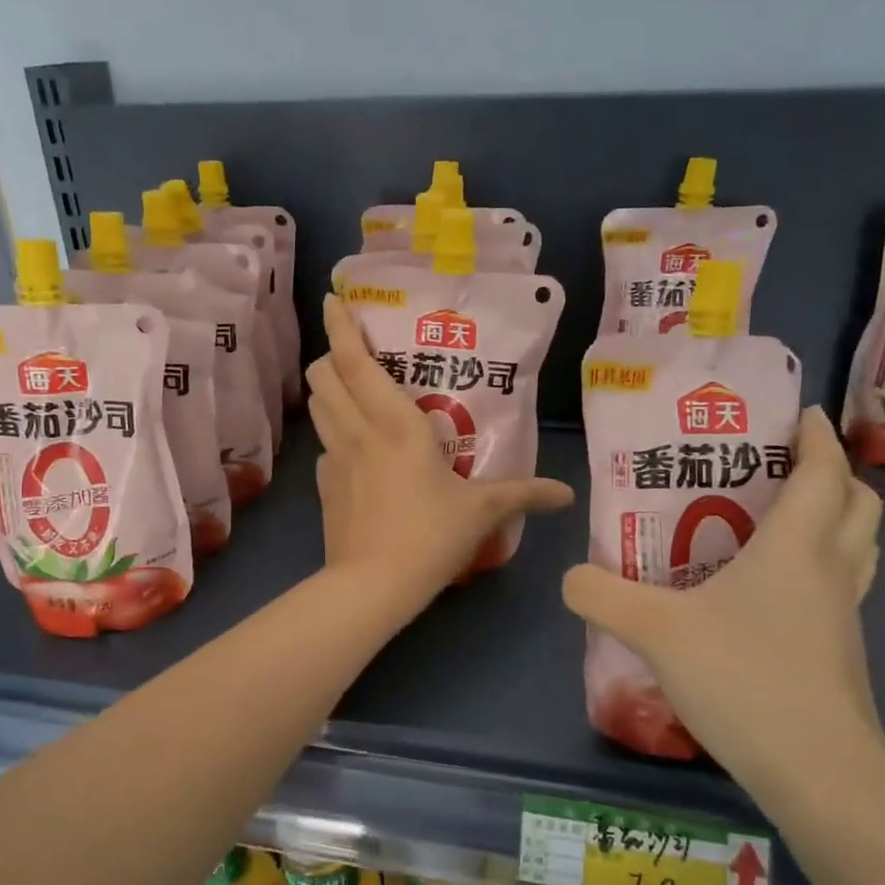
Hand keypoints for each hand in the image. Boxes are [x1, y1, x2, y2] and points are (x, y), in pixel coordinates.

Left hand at [306, 295, 573, 616]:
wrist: (372, 586)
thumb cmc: (429, 536)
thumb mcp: (482, 512)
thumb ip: (524, 494)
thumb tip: (566, 494)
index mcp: (394, 423)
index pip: (355, 362)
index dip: (341, 327)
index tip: (333, 299)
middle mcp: (356, 431)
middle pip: (323, 376)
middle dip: (331, 356)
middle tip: (356, 356)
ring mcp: (333, 458)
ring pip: (317, 406)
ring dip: (327, 389)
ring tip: (351, 389)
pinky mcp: (322, 486)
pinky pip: (324, 446)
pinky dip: (334, 435)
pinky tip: (356, 452)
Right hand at [562, 407, 884, 808]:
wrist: (820, 776)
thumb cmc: (745, 680)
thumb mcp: (654, 630)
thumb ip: (602, 594)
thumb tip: (571, 577)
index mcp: (797, 548)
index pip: (826, 473)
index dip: (818, 438)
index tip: (800, 414)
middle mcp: (831, 572)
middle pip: (858, 505)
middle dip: (832, 475)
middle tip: (779, 467)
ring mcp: (843, 617)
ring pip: (858, 548)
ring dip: (832, 521)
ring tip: (776, 519)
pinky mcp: (840, 654)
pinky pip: (839, 588)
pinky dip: (818, 568)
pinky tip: (765, 592)